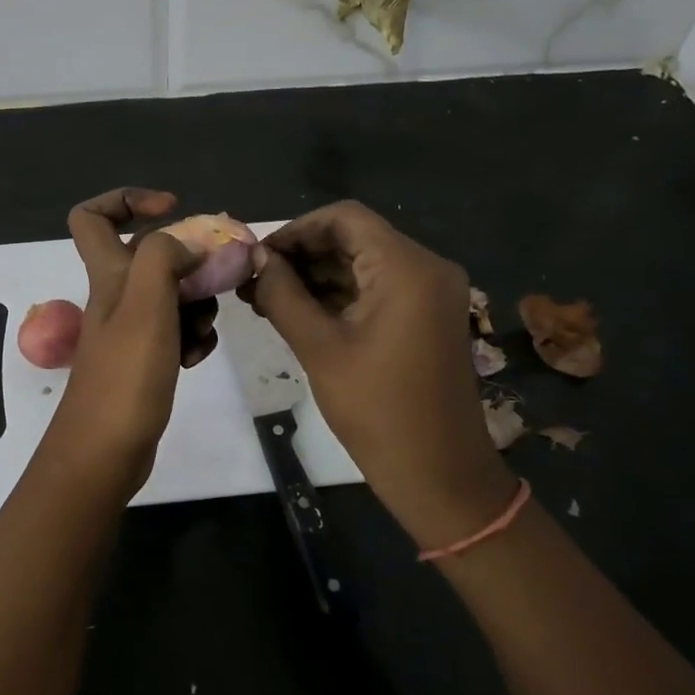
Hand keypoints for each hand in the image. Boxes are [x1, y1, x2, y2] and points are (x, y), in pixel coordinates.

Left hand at [44, 188, 211, 496]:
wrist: (105, 452)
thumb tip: (186, 242)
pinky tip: (196, 357)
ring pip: (171, 295)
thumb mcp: (145, 305)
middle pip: (151, 256)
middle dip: (189, 261)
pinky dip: (192, 337)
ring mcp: (130, 329)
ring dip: (197, 303)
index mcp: (107, 274)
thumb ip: (163, 258)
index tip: (172, 208)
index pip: (92, 216)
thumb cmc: (124, 376)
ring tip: (203, 329)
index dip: (128, 200)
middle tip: (217, 278)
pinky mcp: (145, 359)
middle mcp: (116, 296)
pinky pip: (177, 331)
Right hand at [242, 200, 514, 547]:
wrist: (441, 476)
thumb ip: (282, 295)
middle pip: (354, 238)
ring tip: (265, 298)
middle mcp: (427, 267)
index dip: (295, 230)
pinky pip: (377, 287)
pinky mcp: (427, 315)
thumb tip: (254, 259)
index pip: (344, 218)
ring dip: (316, 275)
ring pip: (363, 262)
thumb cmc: (378, 411)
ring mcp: (431, 292)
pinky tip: (298, 311)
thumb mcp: (319, 348)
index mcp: (407, 268)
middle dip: (302, 254)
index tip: (257, 256)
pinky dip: (339, 294)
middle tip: (254, 280)